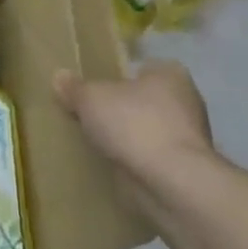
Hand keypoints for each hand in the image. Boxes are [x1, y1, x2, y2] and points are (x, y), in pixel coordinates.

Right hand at [53, 61, 213, 180]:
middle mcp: (186, 100)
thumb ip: (74, 88)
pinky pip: (151, 155)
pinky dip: (135, 159)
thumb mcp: (90, 98)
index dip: (116, 78)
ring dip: (128, 136)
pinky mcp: (184, 166)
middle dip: (121, 108)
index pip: (140, 68)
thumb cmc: (134, 124)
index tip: (94, 91)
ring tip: (97, 143)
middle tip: (90, 116)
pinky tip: (113, 164)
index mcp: (170, 74)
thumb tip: (59, 76)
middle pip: (144, 99)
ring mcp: (188, 136)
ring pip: (148, 129)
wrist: (170, 180)